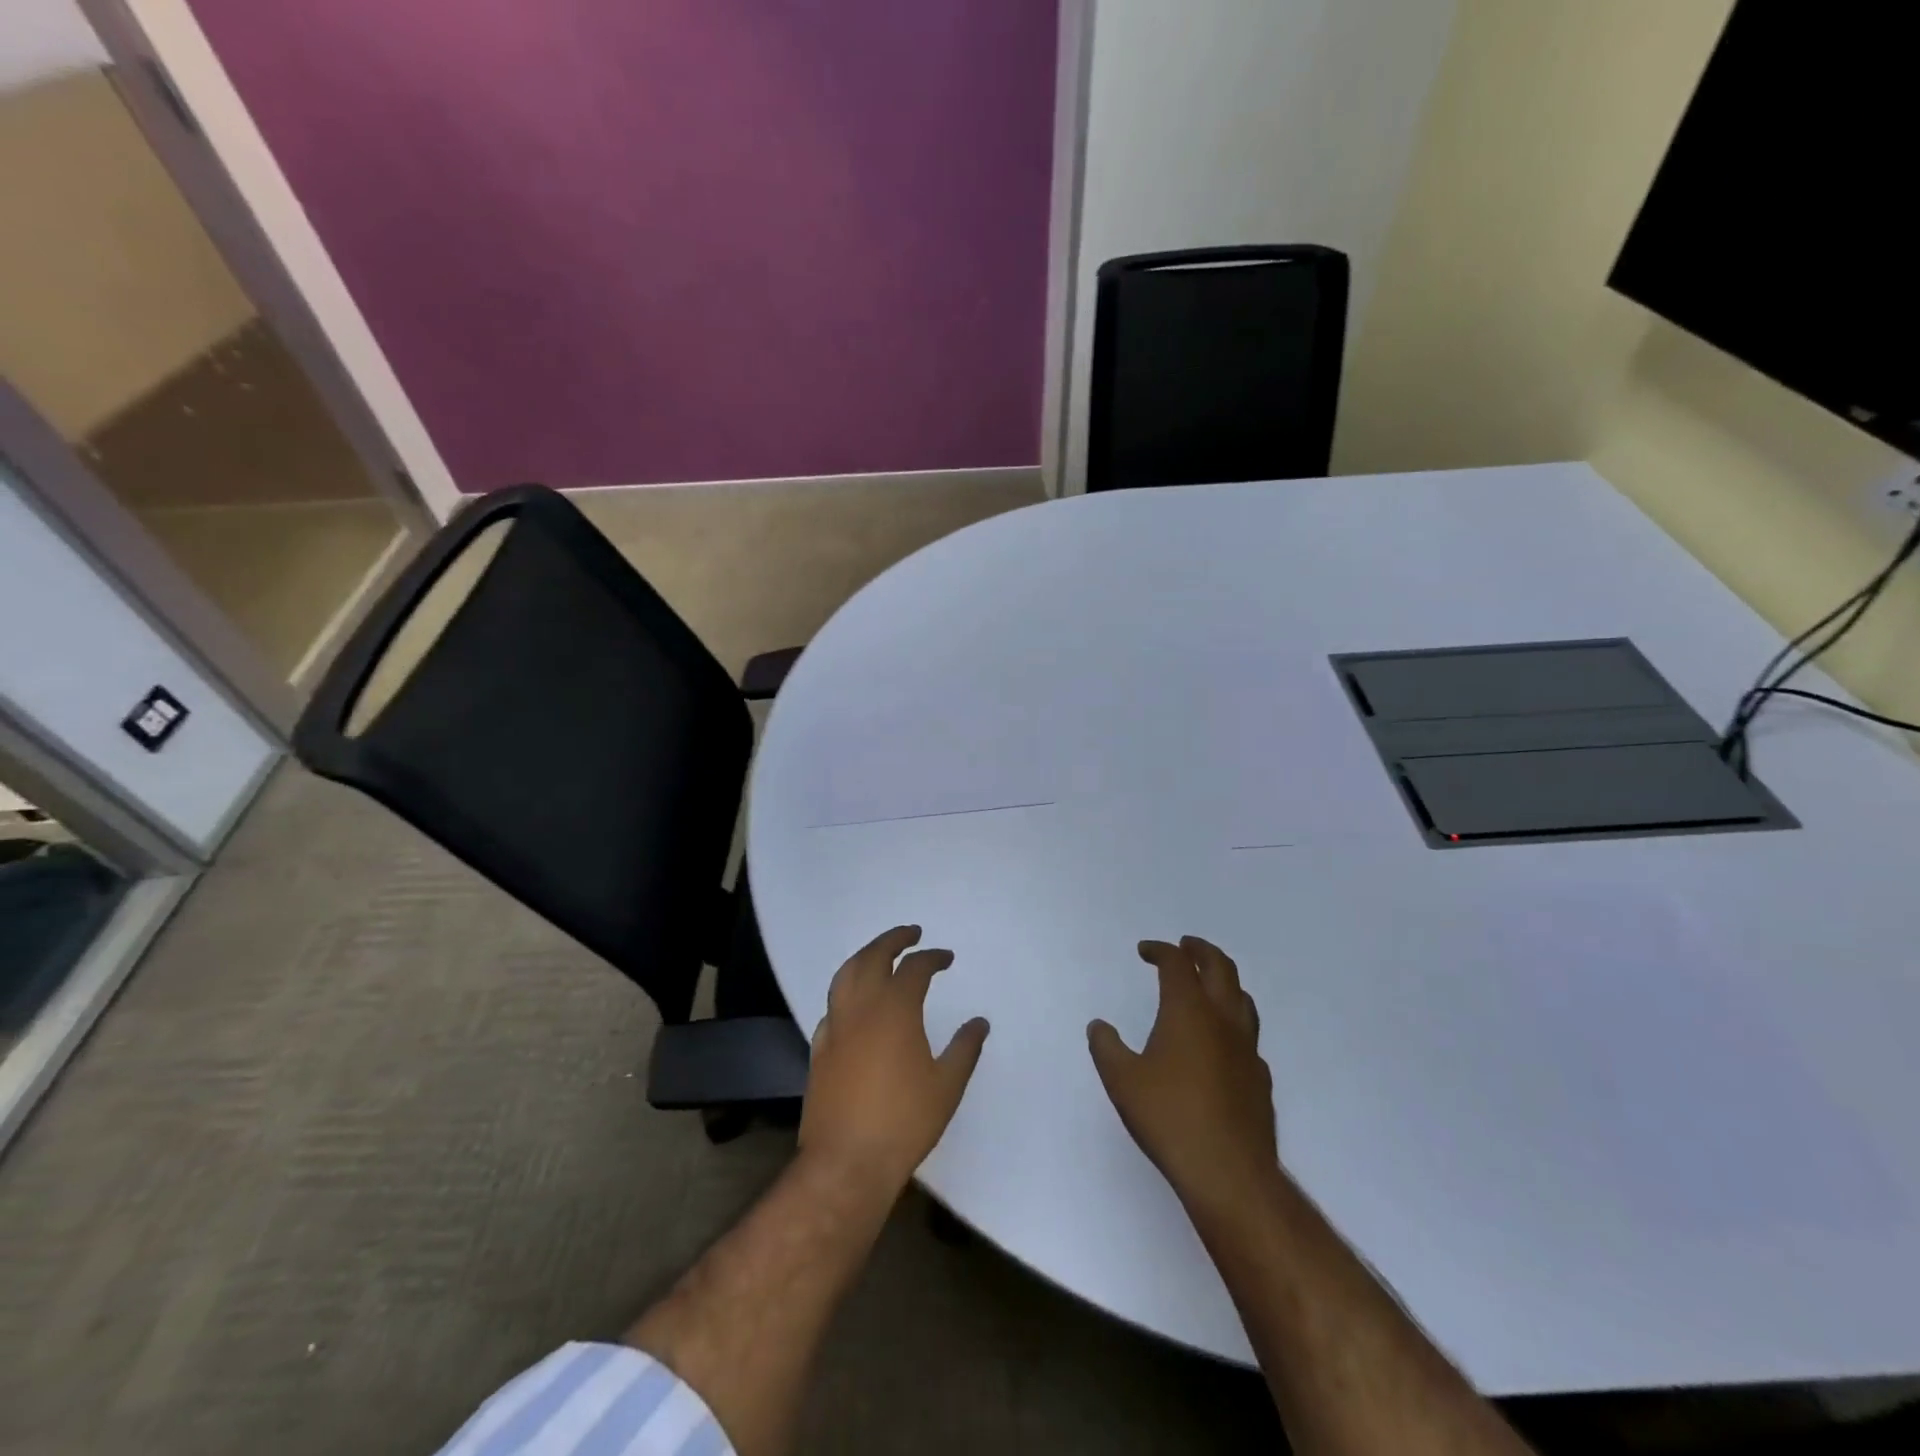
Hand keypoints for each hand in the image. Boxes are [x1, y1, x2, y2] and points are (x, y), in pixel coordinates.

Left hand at [799, 926, 990, 1198]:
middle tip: (910, 933)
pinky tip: (854, 1001)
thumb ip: (964, 1048)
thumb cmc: (904, 1121)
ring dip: (865, 956)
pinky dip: (846, 990)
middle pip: (873, 956)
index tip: (946, 957)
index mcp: (896, 1009)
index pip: (914, 968)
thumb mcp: (947, 1085)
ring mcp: (836, 1026)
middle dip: (893, 939)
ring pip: (845, 974)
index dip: (932, 957)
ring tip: (879, 953)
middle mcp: (862, 1007)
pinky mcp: (819, 1048)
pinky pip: (832, 1004)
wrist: (847, 1162)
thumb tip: (979, 1022)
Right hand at [1089, 937, 1278, 1218]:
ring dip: (1224, 981)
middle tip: (1185, 946)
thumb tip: (1099, 1026)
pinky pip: (1249, 1035)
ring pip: (1243, 998)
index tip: (1145, 950)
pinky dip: (1233, 1022)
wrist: (1228, 1171)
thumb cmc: (1168, 1117)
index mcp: (1188, 1010)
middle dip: (1201, 950)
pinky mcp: (1260, 1078)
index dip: (1160, 950)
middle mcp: (1222, 1019)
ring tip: (1208, 984)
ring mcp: (1247, 1048)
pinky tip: (1222, 1041)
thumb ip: (1106, 1047)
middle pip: (1220, 967)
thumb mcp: (1121, 1080)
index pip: (1177, 963)